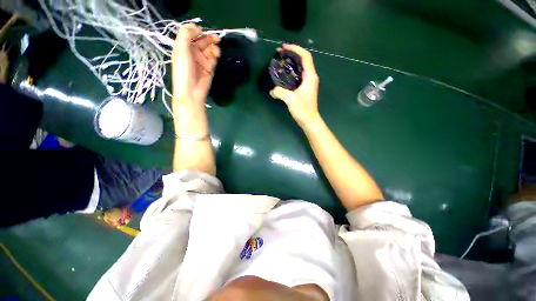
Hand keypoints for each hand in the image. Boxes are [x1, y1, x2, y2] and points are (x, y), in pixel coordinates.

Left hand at [172, 24, 219, 104]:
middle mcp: (192, 53)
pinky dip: (215, 55)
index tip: (202, 31)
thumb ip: (186, 34)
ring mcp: (201, 61)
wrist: (191, 91)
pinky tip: (217, 54)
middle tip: (216, 38)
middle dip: (208, 38)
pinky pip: (213, 59)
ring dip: (213, 47)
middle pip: (201, 41)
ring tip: (216, 50)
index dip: (197, 31)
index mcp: (183, 47)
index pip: (190, 34)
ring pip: (209, 50)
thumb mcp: (181, 49)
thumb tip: (197, 27)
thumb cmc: (183, 70)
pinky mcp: (209, 68)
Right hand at [269, 44, 320, 127]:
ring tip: (281, 63)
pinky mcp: (305, 89)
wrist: (309, 121)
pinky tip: (284, 76)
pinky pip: (298, 76)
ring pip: (301, 68)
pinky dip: (291, 72)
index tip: (284, 48)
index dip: (295, 49)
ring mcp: (309, 83)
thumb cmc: (303, 110)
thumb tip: (272, 90)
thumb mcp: (290, 99)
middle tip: (280, 54)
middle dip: (292, 54)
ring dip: (292, 63)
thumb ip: (280, 92)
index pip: (305, 56)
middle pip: (303, 60)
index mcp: (310, 76)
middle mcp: (311, 77)